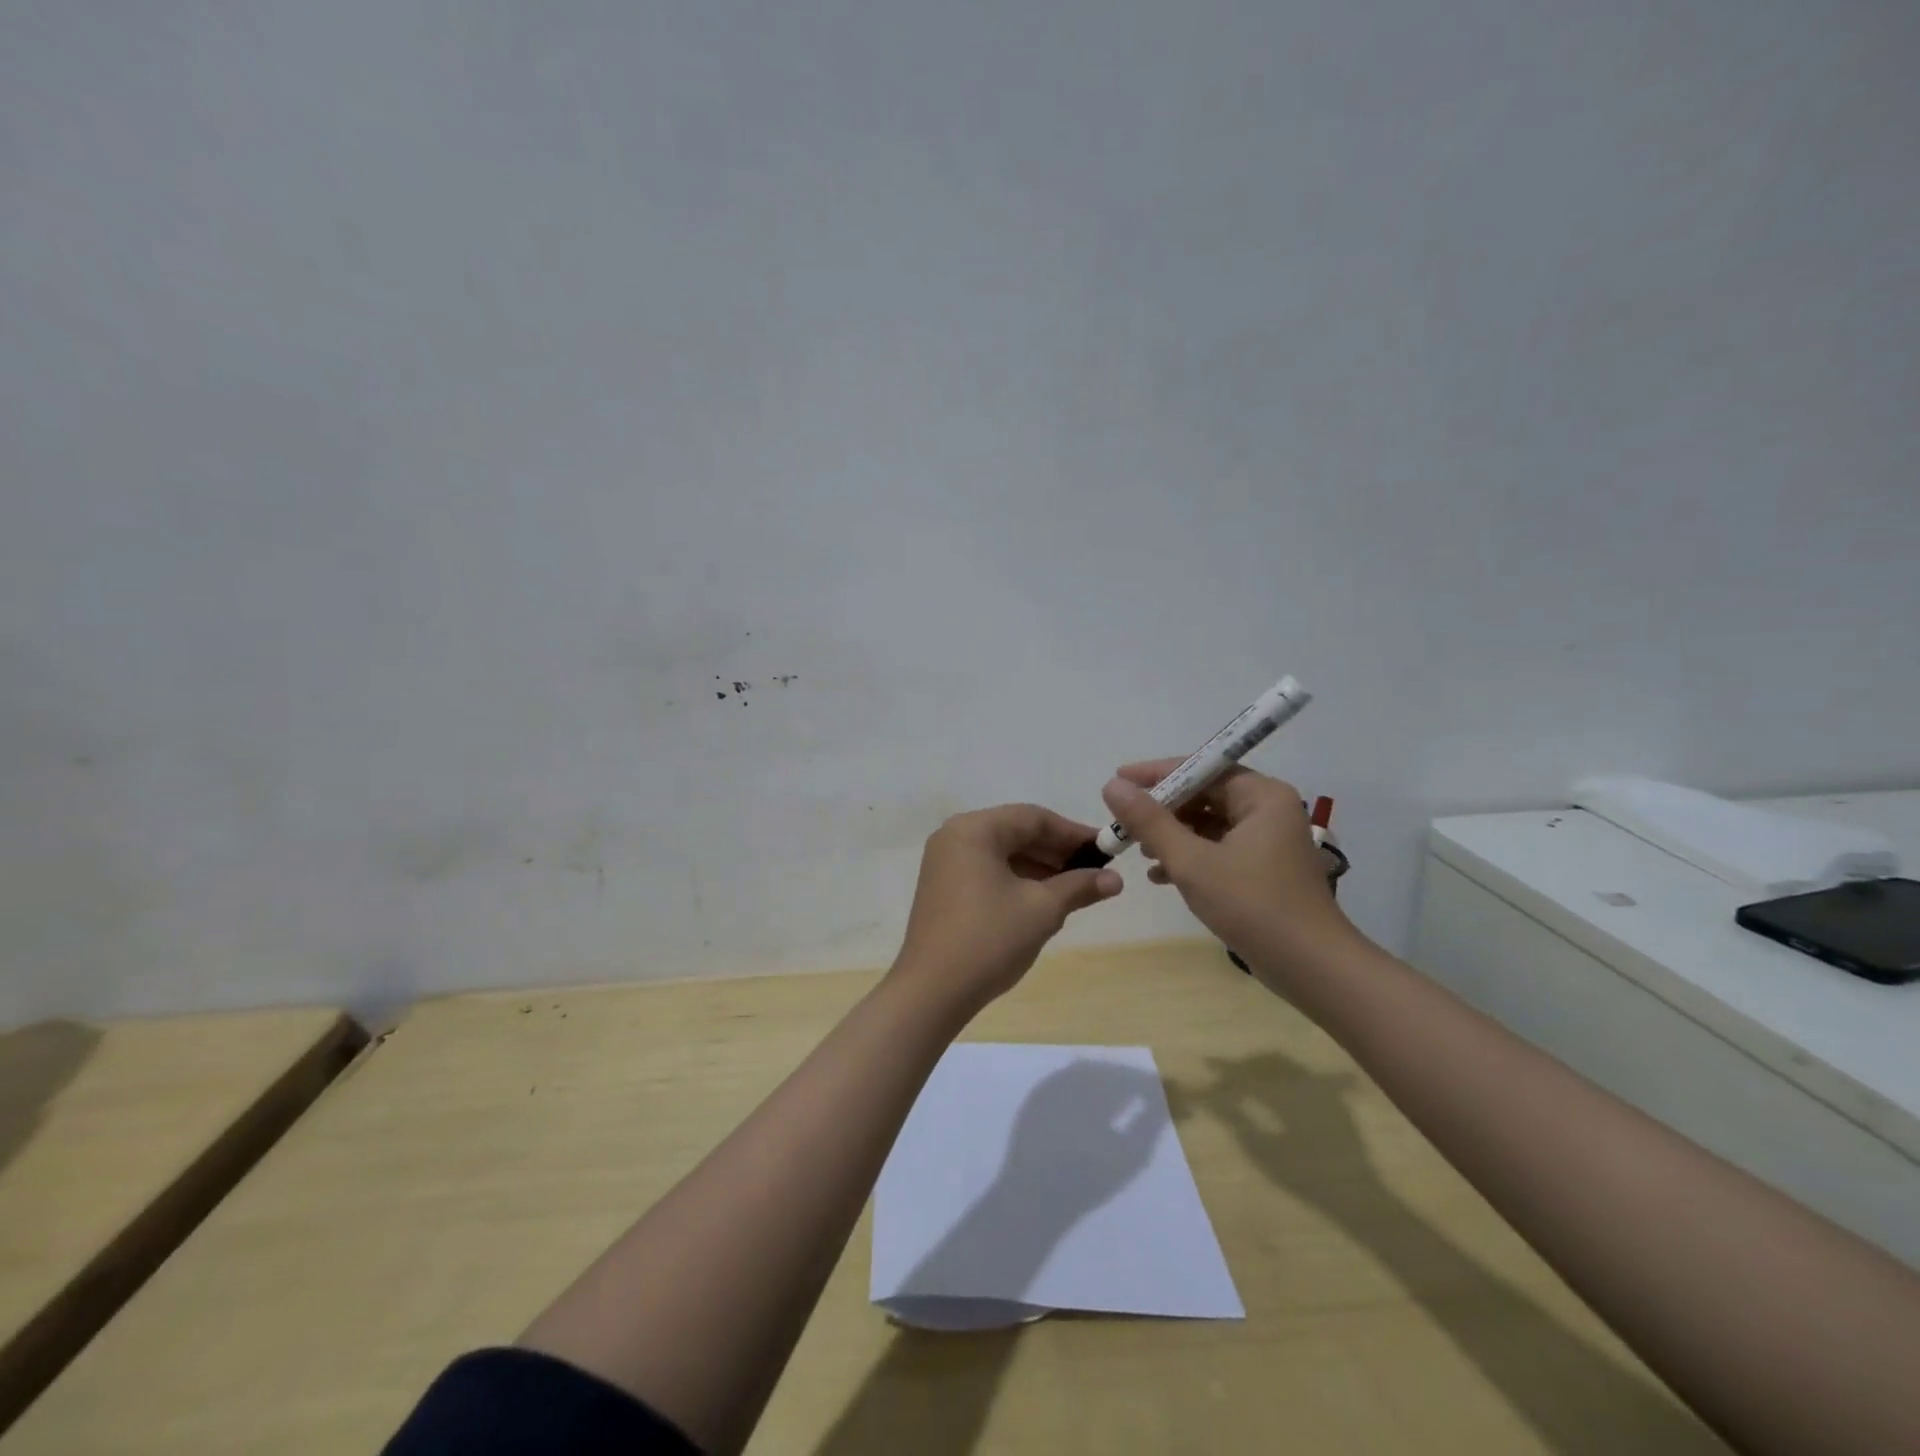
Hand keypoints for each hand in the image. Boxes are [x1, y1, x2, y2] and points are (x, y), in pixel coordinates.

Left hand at [893, 805, 1122, 1015]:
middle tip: (1096, 871)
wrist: (932, 991)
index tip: (1107, 850)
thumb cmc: (989, 940)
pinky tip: (1043, 901)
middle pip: (1016, 832)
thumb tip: (1116, 880)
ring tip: (1075, 889)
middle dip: (1057, 852)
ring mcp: (945, 862)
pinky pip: (987, 871)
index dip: (1074, 834)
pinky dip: (1017, 880)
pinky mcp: (943, 887)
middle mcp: (955, 836)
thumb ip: (1079, 887)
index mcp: (974, 829)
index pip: (1033, 818)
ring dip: (1039, 868)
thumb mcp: (1042, 910)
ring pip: (1003, 853)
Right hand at [1101, 763, 1358, 974]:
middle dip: (1163, 809)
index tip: (1118, 780)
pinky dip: (1190, 856)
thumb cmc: (1252, 906)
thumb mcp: (1192, 861)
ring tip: (1137, 850)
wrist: (1312, 968)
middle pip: (1205, 795)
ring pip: (1209, 824)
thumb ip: (1150, 822)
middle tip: (1123, 820)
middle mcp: (1269, 810)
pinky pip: (1218, 848)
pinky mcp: (1264, 868)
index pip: (1202, 768)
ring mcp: (1268, 840)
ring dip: (1172, 835)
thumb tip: (1112, 786)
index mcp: (1261, 796)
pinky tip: (1159, 875)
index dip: (1157, 773)